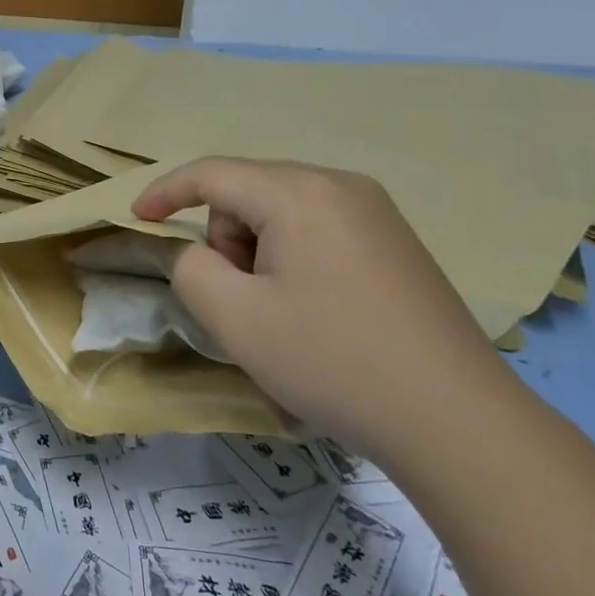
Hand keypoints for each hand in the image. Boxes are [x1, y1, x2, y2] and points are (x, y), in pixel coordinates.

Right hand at [133, 158, 523, 459]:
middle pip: (248, 192)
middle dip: (226, 238)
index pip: (211, 173)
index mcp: (299, 193)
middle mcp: (340, 185)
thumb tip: (196, 251)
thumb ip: (189, 268)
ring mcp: (376, 211)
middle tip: (243, 299)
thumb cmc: (333, 361)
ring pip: (282, 211)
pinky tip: (318, 310)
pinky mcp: (396, 241)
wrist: (458, 422)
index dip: (165, 192)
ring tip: (283, 311)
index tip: (136, 218)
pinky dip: (294, 257)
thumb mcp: (236, 318)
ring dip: (260, 251)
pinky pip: (319, 228)